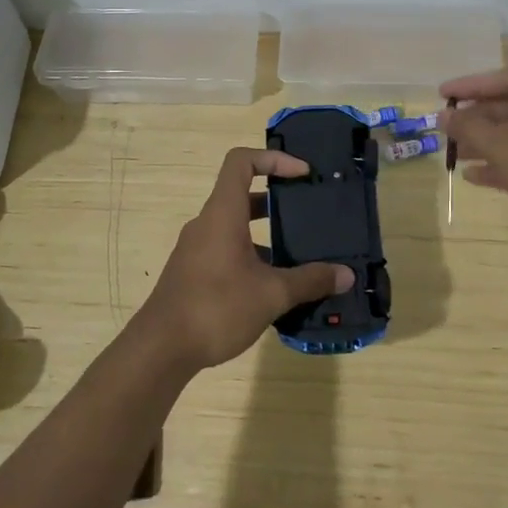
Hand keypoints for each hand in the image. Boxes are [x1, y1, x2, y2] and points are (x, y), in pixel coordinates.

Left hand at [133, 148, 354, 372]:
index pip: (242, 161)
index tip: (302, 174)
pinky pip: (227, 249)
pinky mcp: (193, 272)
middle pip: (242, 194)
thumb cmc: (216, 308)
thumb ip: (310, 281)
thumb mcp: (272, 295)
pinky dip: (252, 256)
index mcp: (222, 214)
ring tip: (300, 254)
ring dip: (266, 233)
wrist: (160, 349)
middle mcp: (207, 223)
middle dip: (278, 200)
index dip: (274, 158)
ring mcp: (197, 248)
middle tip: (309, 213)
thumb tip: (347, 275)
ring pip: (235, 226)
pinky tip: (274, 286)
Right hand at [439, 67, 507, 272]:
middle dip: (481, 119)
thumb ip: (471, 127)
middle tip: (447, 128)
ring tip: (455, 153)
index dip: (472, 86)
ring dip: (489, 144)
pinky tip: (475, 176)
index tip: (441, 94)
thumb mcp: (506, 148)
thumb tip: (443, 115)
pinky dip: (507, 165)